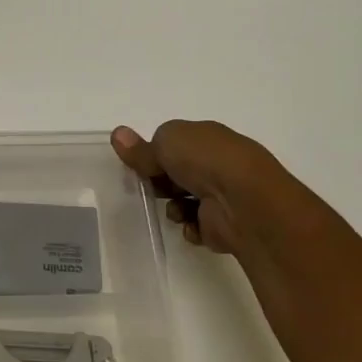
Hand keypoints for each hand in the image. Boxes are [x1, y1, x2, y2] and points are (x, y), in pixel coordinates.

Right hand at [109, 121, 286, 255]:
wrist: (243, 202)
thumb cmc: (206, 161)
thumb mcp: (166, 142)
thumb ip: (142, 146)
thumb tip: (118, 134)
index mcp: (208, 138)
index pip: (176, 144)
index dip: (155, 154)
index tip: (140, 164)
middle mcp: (219, 164)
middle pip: (179, 174)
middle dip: (162, 182)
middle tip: (152, 187)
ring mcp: (224, 195)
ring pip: (185, 201)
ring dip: (174, 207)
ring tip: (176, 209)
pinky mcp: (224, 224)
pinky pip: (196, 226)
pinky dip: (189, 227)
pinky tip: (191, 224)